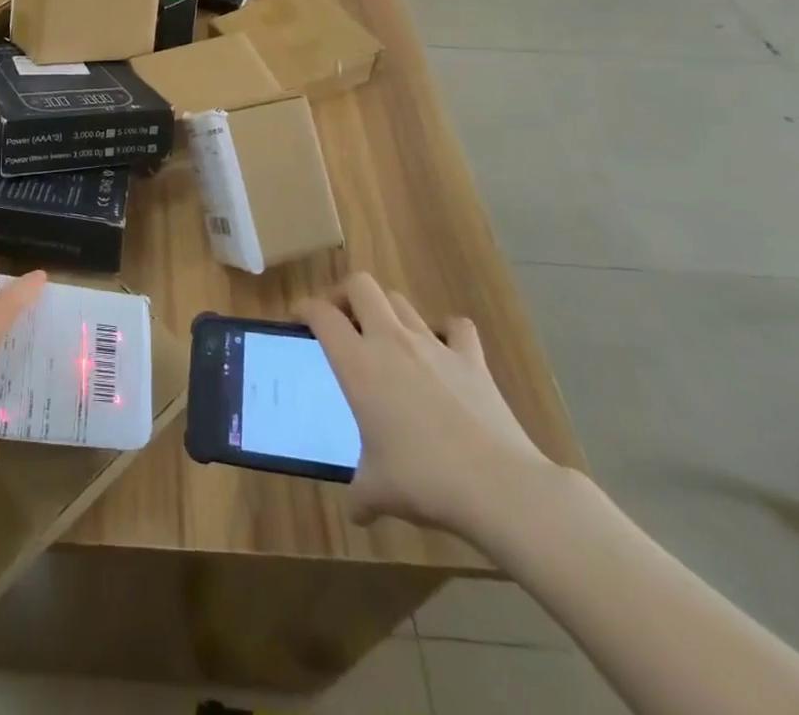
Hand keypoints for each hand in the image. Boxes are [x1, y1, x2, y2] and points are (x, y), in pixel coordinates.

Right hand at [298, 273, 552, 534]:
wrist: (498, 486)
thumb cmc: (424, 480)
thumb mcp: (378, 491)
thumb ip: (360, 495)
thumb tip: (356, 512)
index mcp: (358, 364)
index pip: (321, 314)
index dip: (305, 308)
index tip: (299, 319)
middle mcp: (391, 341)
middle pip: (360, 285)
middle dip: (345, 294)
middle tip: (342, 320)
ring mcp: (433, 345)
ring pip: (401, 302)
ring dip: (387, 312)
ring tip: (386, 338)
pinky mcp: (471, 358)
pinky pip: (456, 327)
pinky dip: (446, 331)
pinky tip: (442, 350)